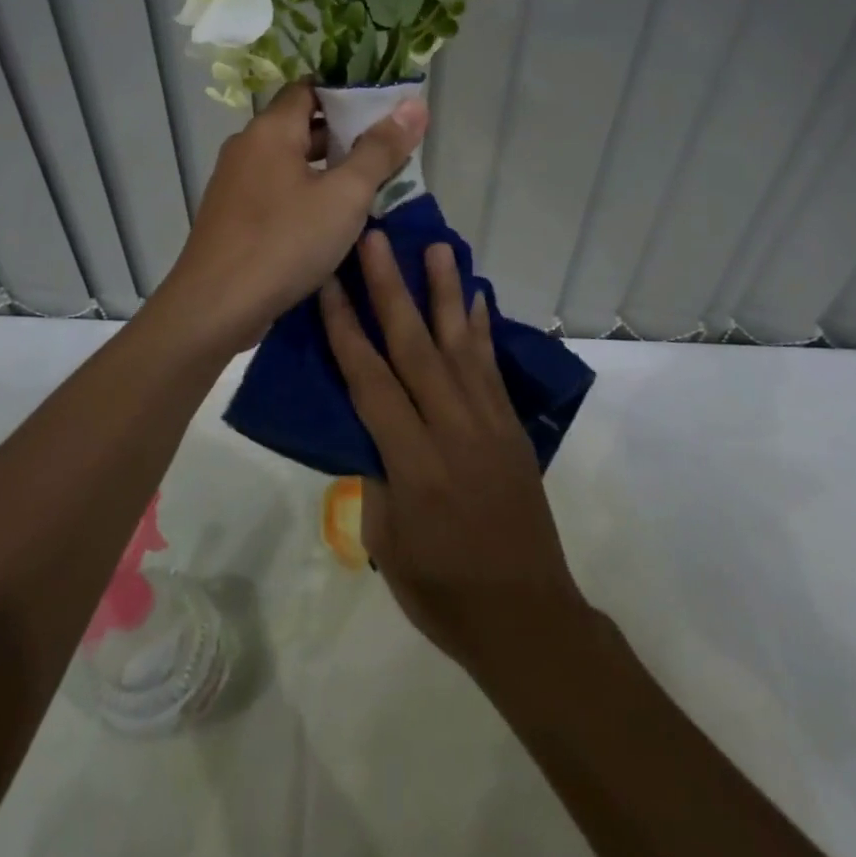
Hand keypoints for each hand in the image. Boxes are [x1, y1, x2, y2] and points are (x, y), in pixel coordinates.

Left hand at [156, 81, 426, 355]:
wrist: (214, 307)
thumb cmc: (284, 243)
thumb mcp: (344, 196)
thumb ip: (380, 150)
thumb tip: (414, 105)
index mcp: (271, 129)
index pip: (311, 87)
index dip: (349, 93)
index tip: (386, 108)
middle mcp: (248, 146)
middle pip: (302, 124)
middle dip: (346, 135)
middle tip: (390, 150)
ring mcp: (235, 182)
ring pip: (291, 161)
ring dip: (328, 168)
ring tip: (372, 185)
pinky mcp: (233, 215)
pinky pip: (277, 189)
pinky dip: (307, 193)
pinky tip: (333, 218)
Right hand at [321, 234, 586, 674]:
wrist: (527, 617)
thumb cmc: (443, 591)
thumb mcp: (386, 542)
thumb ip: (375, 473)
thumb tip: (370, 426)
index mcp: (413, 463)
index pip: (371, 381)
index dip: (346, 329)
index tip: (328, 284)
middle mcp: (453, 429)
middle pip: (415, 347)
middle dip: (391, 289)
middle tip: (377, 239)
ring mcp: (489, 423)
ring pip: (460, 344)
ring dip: (445, 292)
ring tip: (437, 247)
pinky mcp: (512, 427)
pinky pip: (492, 367)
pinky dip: (481, 328)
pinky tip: (476, 297)